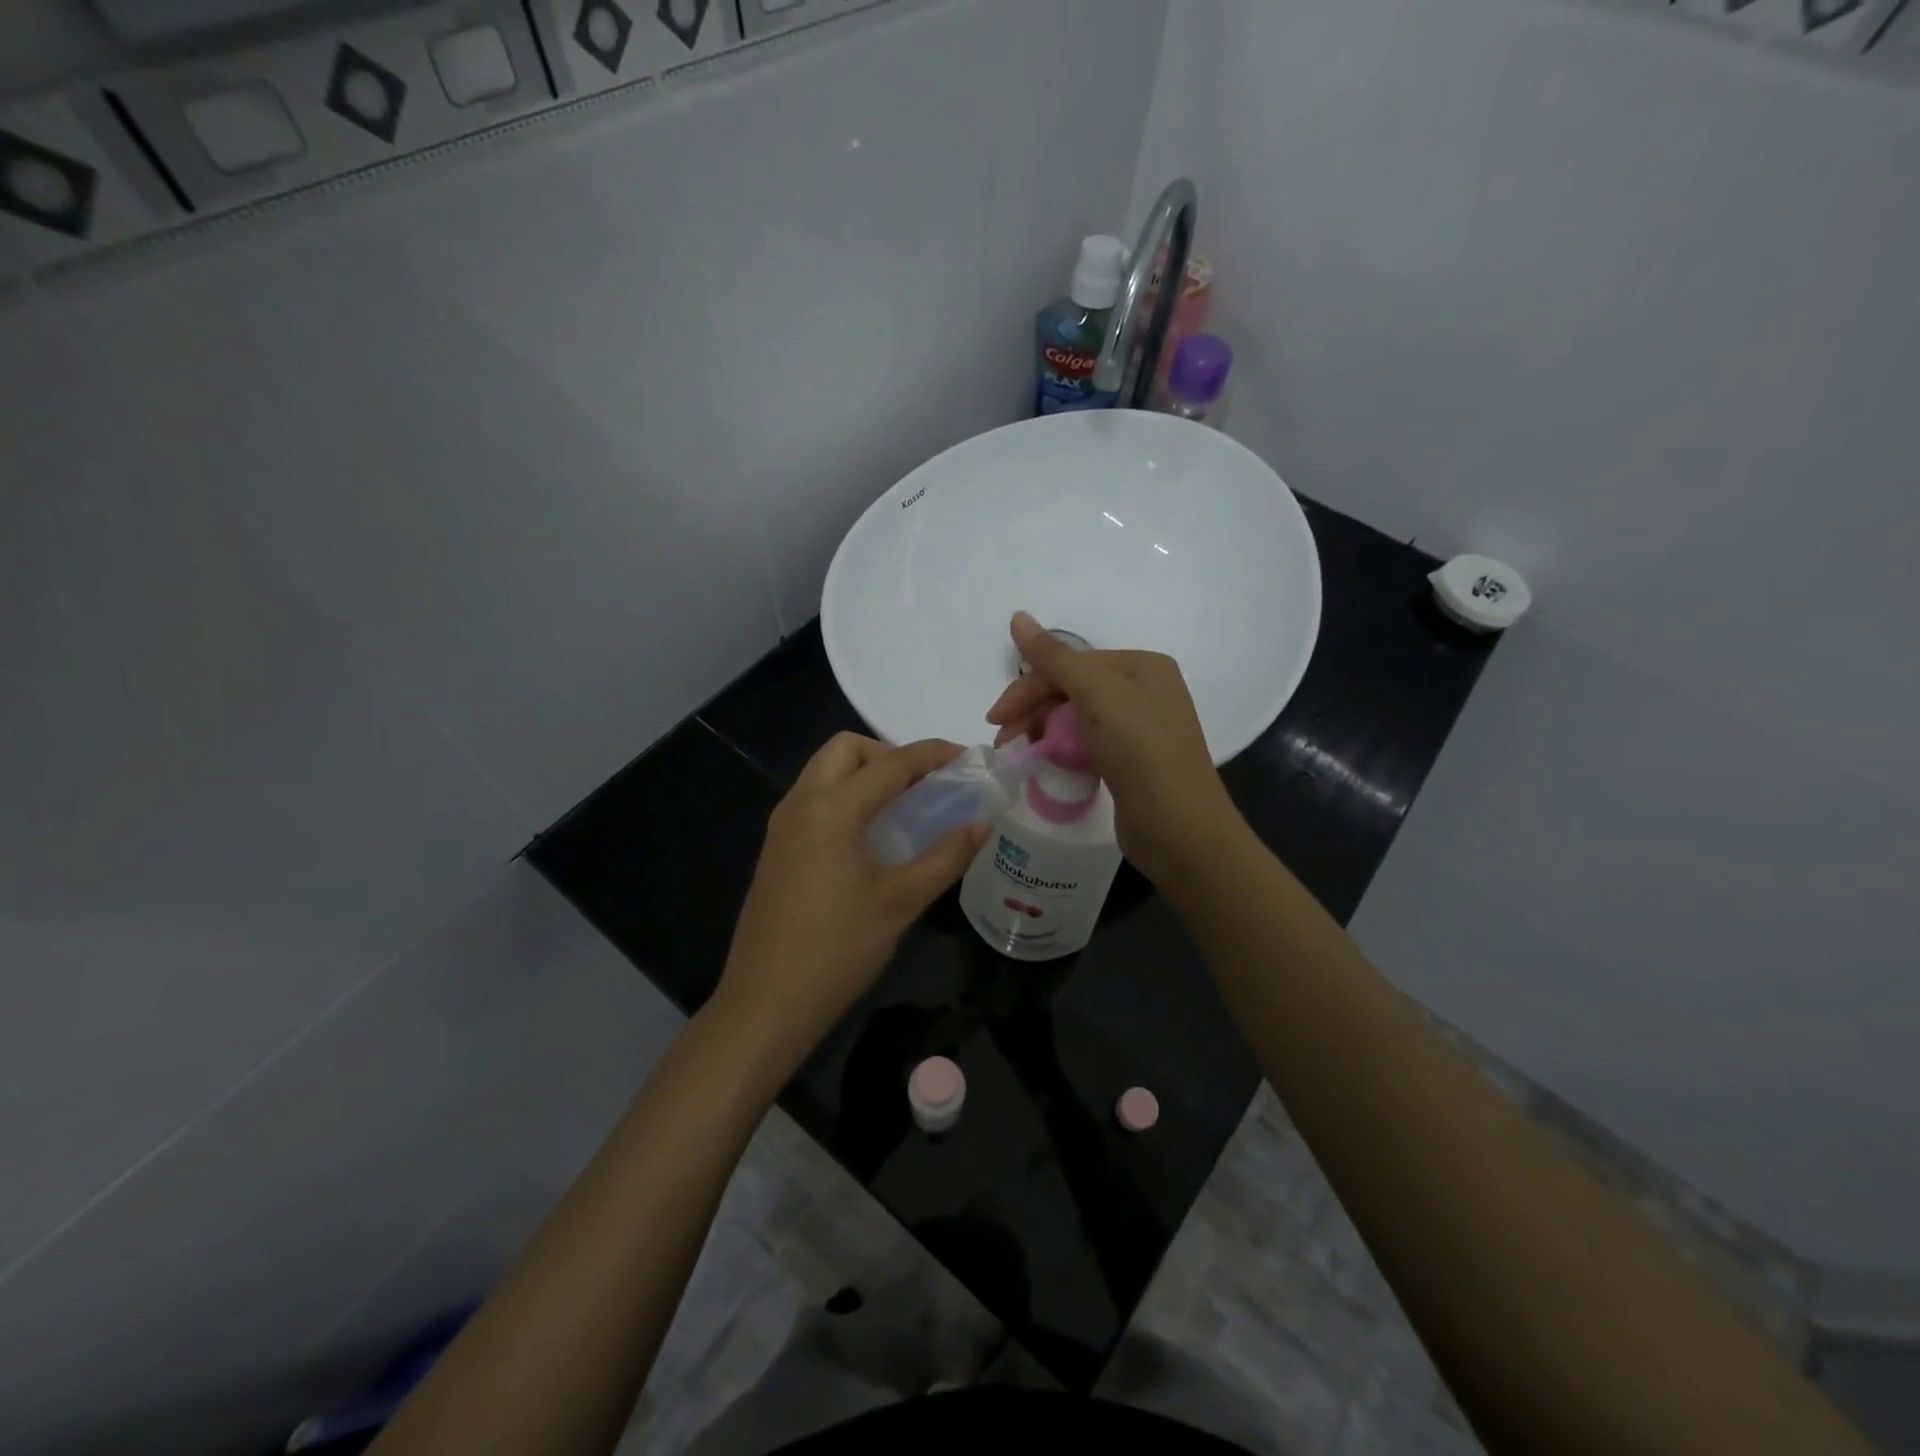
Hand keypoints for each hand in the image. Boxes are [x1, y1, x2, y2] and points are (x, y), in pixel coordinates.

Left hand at [713, 733, 987, 1073]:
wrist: (765, 1004)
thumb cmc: (837, 950)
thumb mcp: (900, 902)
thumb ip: (945, 857)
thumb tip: (982, 823)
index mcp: (830, 809)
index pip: (890, 763)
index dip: (932, 754)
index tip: (966, 758)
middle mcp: (800, 804)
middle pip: (846, 749)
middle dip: (889, 754)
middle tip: (924, 786)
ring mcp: (782, 827)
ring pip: (825, 773)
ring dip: (866, 775)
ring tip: (905, 809)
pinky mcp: (776, 849)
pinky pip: (814, 800)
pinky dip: (846, 798)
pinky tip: (871, 837)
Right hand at [985, 611, 1242, 886]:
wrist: (1181, 831)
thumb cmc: (1143, 754)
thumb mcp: (1099, 696)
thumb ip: (1055, 658)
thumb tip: (1017, 616)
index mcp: (1141, 666)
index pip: (1070, 663)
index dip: (1029, 686)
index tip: (996, 718)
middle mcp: (1142, 691)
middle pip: (1070, 689)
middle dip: (1032, 710)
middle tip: (1002, 739)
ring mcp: (1136, 728)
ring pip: (1073, 718)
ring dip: (1041, 731)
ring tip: (1017, 755)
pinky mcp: (1128, 762)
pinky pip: (1084, 744)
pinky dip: (1060, 750)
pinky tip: (1043, 763)